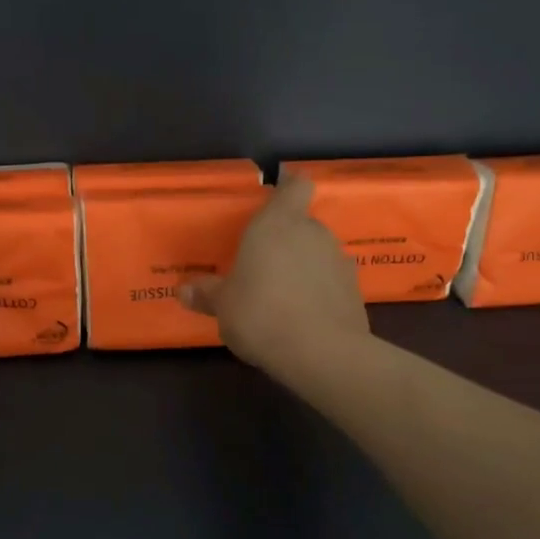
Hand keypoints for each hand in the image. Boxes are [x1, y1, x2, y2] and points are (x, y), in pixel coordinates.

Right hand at [178, 175, 370, 387]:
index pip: (295, 185)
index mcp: (277, 224)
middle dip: (285, 238)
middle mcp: (312, 233)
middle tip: (261, 262)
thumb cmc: (260, 313)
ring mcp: (338, 261)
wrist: (321, 353)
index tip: (277, 193)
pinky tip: (301, 315)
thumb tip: (185, 290)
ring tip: (280, 294)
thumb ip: (206, 293)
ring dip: (302, 266)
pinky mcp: (355, 291)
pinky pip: (330, 281)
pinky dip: (317, 291)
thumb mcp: (223, 305)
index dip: (289, 186)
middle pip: (302, 223)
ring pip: (317, 253)